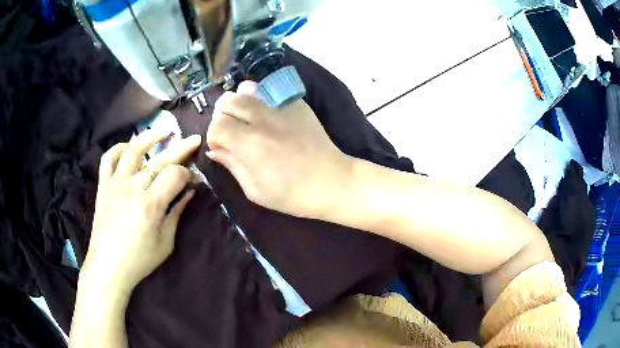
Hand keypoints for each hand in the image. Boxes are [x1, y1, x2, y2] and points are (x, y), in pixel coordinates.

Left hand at [81, 130, 200, 298]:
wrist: (108, 266)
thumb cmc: (139, 260)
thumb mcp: (165, 243)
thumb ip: (176, 213)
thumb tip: (189, 192)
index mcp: (150, 205)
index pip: (175, 175)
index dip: (188, 175)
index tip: (193, 181)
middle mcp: (132, 187)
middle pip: (160, 159)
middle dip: (181, 148)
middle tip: (194, 140)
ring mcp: (115, 183)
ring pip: (133, 149)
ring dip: (150, 137)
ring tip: (164, 132)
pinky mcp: (103, 185)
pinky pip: (108, 158)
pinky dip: (119, 148)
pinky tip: (129, 148)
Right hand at [206, 81, 351, 218]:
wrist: (332, 182)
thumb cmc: (292, 194)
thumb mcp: (254, 190)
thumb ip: (231, 165)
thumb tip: (214, 151)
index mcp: (249, 144)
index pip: (216, 125)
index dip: (214, 137)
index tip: (222, 148)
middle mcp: (262, 119)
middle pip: (227, 101)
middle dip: (222, 116)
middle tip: (232, 132)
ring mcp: (280, 107)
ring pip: (246, 89)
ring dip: (239, 103)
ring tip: (247, 119)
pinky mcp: (296, 103)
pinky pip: (269, 91)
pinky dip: (260, 99)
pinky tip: (267, 115)